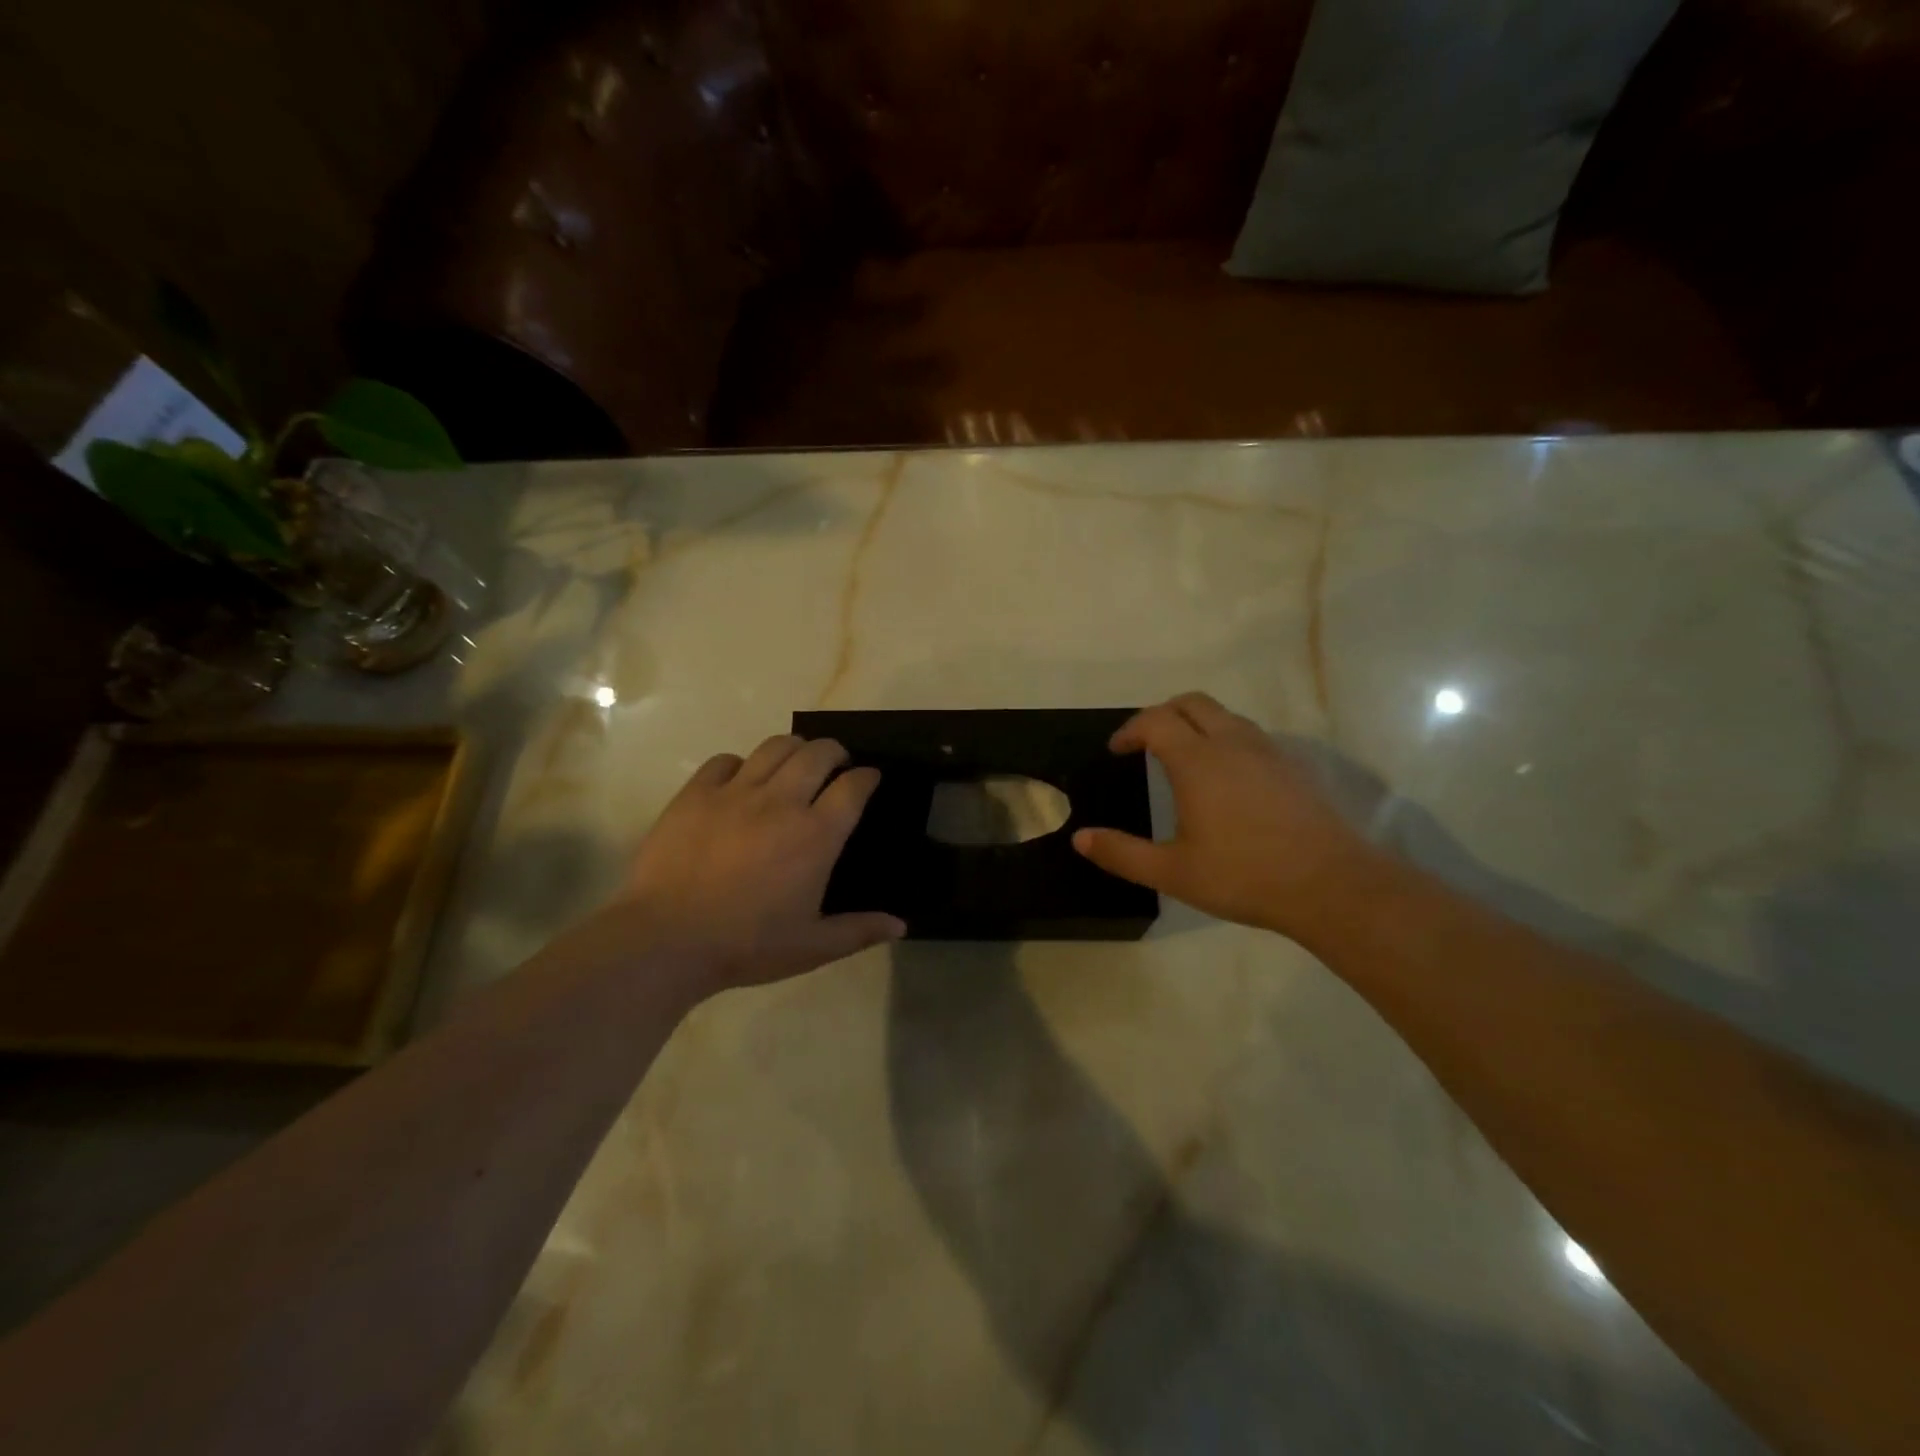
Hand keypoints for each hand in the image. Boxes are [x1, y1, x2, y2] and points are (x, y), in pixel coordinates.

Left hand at [593, 735, 903, 992]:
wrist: (666, 940)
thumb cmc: (746, 945)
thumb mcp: (811, 946)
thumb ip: (859, 931)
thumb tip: (901, 925)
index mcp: (816, 835)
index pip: (853, 786)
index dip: (868, 777)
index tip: (870, 778)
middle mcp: (781, 802)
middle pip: (818, 752)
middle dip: (835, 752)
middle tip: (835, 766)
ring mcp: (736, 792)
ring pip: (775, 746)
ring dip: (795, 748)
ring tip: (795, 763)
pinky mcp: (696, 793)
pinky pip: (726, 760)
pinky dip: (742, 764)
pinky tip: (741, 782)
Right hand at [1072, 693, 1391, 941]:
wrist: (1331, 885)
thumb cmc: (1244, 876)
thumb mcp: (1173, 872)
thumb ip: (1122, 853)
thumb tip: (1080, 837)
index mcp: (1197, 761)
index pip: (1155, 721)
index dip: (1130, 730)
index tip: (1117, 750)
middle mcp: (1232, 743)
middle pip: (1190, 703)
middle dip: (1161, 714)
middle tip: (1145, 742)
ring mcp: (1268, 751)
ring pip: (1224, 715)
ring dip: (1195, 723)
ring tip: (1182, 756)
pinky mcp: (1292, 766)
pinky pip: (1249, 734)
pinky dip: (1225, 738)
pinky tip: (1226, 778)